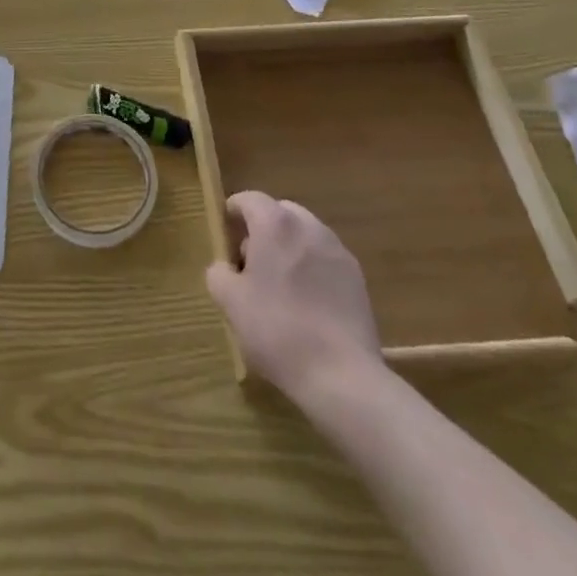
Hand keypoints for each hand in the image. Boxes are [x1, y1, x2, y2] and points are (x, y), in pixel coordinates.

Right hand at [205, 191, 383, 400]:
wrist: (342, 376)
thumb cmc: (277, 331)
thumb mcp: (230, 303)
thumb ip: (219, 273)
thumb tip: (226, 267)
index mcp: (275, 223)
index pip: (248, 199)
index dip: (233, 213)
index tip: (225, 237)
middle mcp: (308, 226)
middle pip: (279, 212)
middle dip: (262, 230)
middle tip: (251, 264)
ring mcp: (337, 250)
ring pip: (305, 235)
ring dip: (289, 248)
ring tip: (281, 287)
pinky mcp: (357, 277)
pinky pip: (325, 259)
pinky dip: (312, 269)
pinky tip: (308, 305)